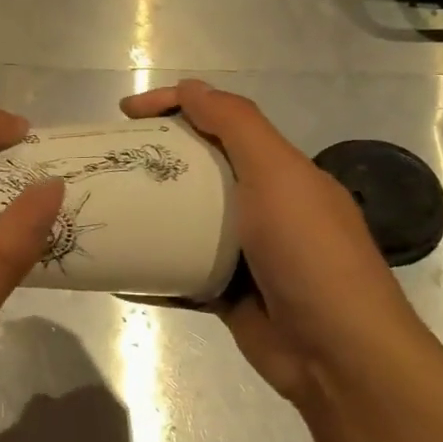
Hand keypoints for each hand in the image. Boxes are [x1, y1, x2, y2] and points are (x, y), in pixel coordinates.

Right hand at [122, 80, 442, 404]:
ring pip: (186, 222)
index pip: (223, 121)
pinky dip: (150, 269)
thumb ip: (237, 126)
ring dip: (148, 213)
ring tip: (106, 206)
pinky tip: (116, 267)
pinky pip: (179, 272)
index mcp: (280, 172)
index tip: (127, 113)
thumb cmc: (307, 253)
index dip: (176, 106)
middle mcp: (263, 207)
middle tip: (110, 160)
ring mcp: (244, 253)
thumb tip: (191, 87)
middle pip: (199, 169)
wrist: (337, 354)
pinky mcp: (225, 294)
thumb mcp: (278, 175)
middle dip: (155, 159)